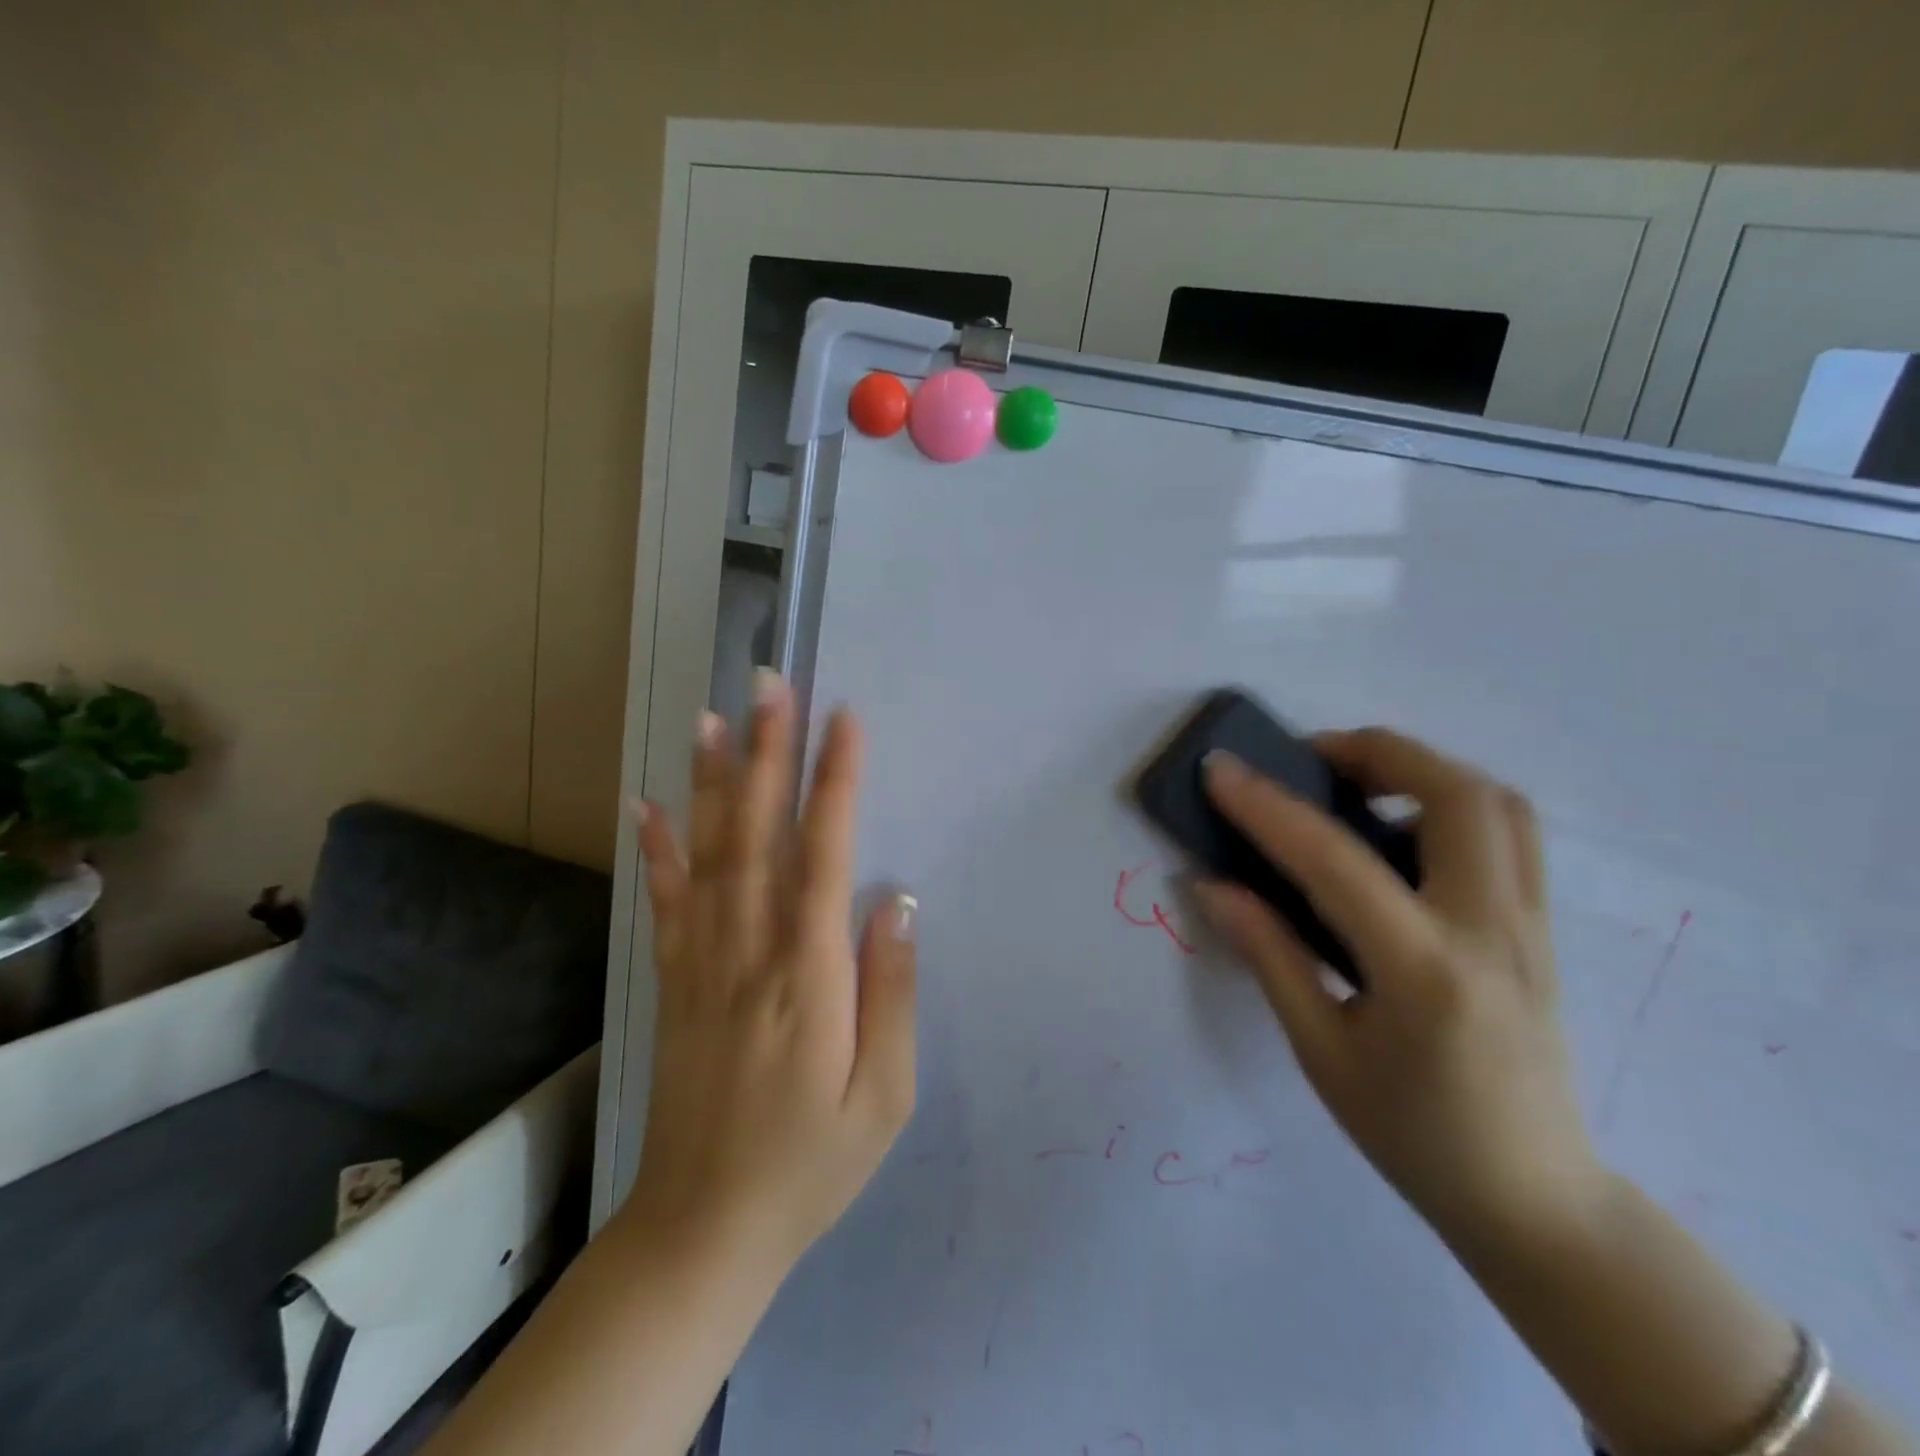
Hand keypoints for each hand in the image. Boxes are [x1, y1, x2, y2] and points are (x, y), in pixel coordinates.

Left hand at [625, 675, 917, 1270]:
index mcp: (810, 978)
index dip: (835, 784)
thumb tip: (896, 901)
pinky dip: (657, 850)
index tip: (843, 721)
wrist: (704, 1230)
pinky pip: (665, 904)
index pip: (823, 857)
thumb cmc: (812, 1165)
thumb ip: (892, 993)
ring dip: (712, 782)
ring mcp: (703, 965)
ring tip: (714, 717)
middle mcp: (750, 954)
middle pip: (759, 836)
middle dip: (767, 754)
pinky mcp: (675, 983)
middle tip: (772, 686)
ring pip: (708, 856)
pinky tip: (646, 803)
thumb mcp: (886, 1097)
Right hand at [1194, 727, 1603, 1247]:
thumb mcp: (1320, 1052)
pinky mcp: (1542, 927)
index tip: (1219, 769)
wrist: (1536, 1198)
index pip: (1335, 859)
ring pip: (1496, 802)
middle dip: (1375, 752)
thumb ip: (1268, 954)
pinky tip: (1399, 832)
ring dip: (1421, 768)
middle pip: (1455, 794)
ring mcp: (1532, 924)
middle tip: (1309, 760)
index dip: (1267, 806)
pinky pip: (1508, 833)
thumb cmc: (1412, 1134)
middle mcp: (1491, 930)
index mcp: (1425, 971)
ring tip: (1354, 784)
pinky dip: (1449, 801)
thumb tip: (1211, 884)